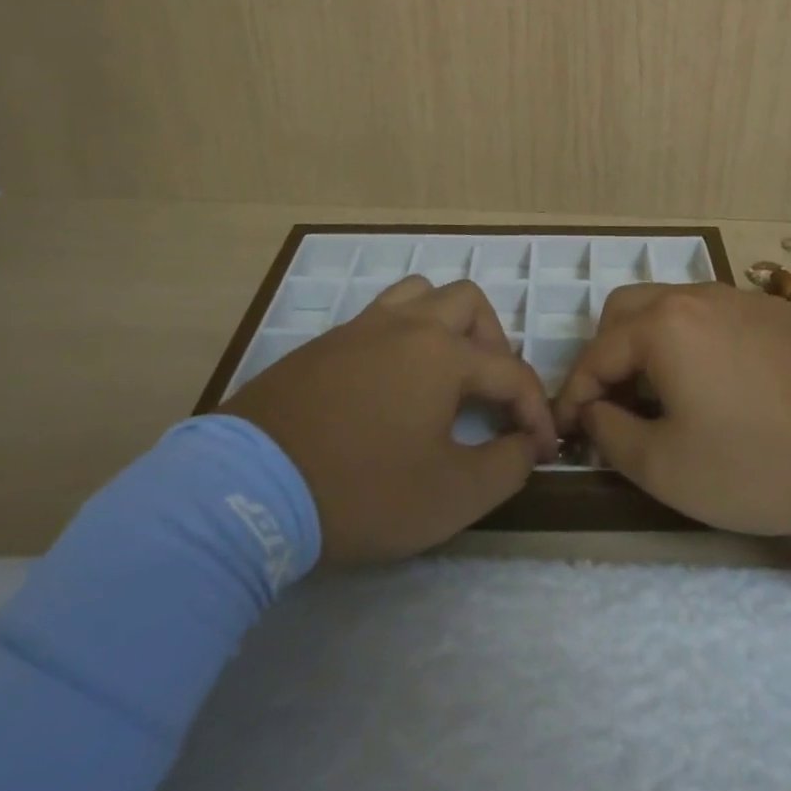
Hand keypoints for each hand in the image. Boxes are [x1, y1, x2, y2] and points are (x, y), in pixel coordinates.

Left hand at [219, 276, 554, 562]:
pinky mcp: (324, 344)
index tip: (541, 450)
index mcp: (443, 353)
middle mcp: (406, 325)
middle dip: (494, 343)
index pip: (510, 372)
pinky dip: (403, 335)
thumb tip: (525, 445)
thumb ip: (504, 467)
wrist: (249, 488)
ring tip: (446, 369)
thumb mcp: (449, 496)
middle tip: (491, 390)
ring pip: (420, 295)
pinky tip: (393, 382)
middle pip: (468, 303)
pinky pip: (379, 318)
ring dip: (446, 323)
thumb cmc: (361, 489)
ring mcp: (360, 329)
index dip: (535, 411)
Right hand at [553, 284, 790, 536]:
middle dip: (606, 355)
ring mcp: (741, 298)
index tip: (569, 432)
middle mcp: (697, 295)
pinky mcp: (775, 312)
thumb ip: (611, 434)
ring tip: (659, 395)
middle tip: (612, 404)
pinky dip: (691, 341)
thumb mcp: (666, 468)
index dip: (574, 393)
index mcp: (663, 325)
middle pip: (627, 310)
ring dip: (648, 344)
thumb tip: (593, 410)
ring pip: (671, 307)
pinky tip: (715, 384)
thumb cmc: (758, 463)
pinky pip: (713, 315)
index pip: (596, 352)